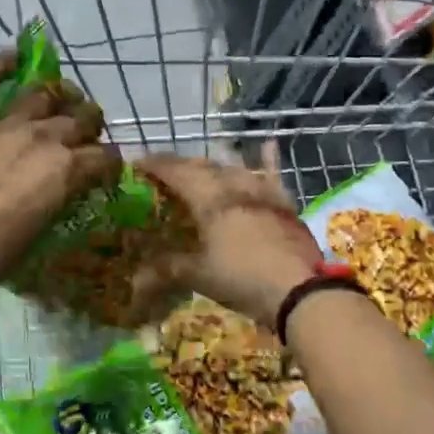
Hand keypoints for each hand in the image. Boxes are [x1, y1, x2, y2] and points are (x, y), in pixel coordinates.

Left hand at [0, 52, 120, 282]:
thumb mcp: (44, 229)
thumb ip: (59, 199)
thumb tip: (65, 191)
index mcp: (69, 169)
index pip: (106, 157)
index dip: (110, 164)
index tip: (106, 172)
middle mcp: (46, 138)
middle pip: (81, 119)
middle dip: (91, 124)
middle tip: (88, 133)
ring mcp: (7, 126)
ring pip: (42, 96)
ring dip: (58, 94)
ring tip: (64, 95)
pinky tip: (9, 55)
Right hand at [133, 151, 323, 327]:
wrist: (299, 289)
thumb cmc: (242, 278)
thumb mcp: (199, 275)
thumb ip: (166, 270)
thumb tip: (135, 280)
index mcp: (208, 198)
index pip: (175, 172)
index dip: (155, 165)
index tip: (138, 163)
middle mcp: (233, 184)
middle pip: (201, 166)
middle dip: (180, 166)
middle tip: (165, 171)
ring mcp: (261, 190)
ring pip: (232, 168)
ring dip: (213, 166)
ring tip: (201, 169)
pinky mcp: (283, 202)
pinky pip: (272, 174)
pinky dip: (267, 159)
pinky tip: (268, 144)